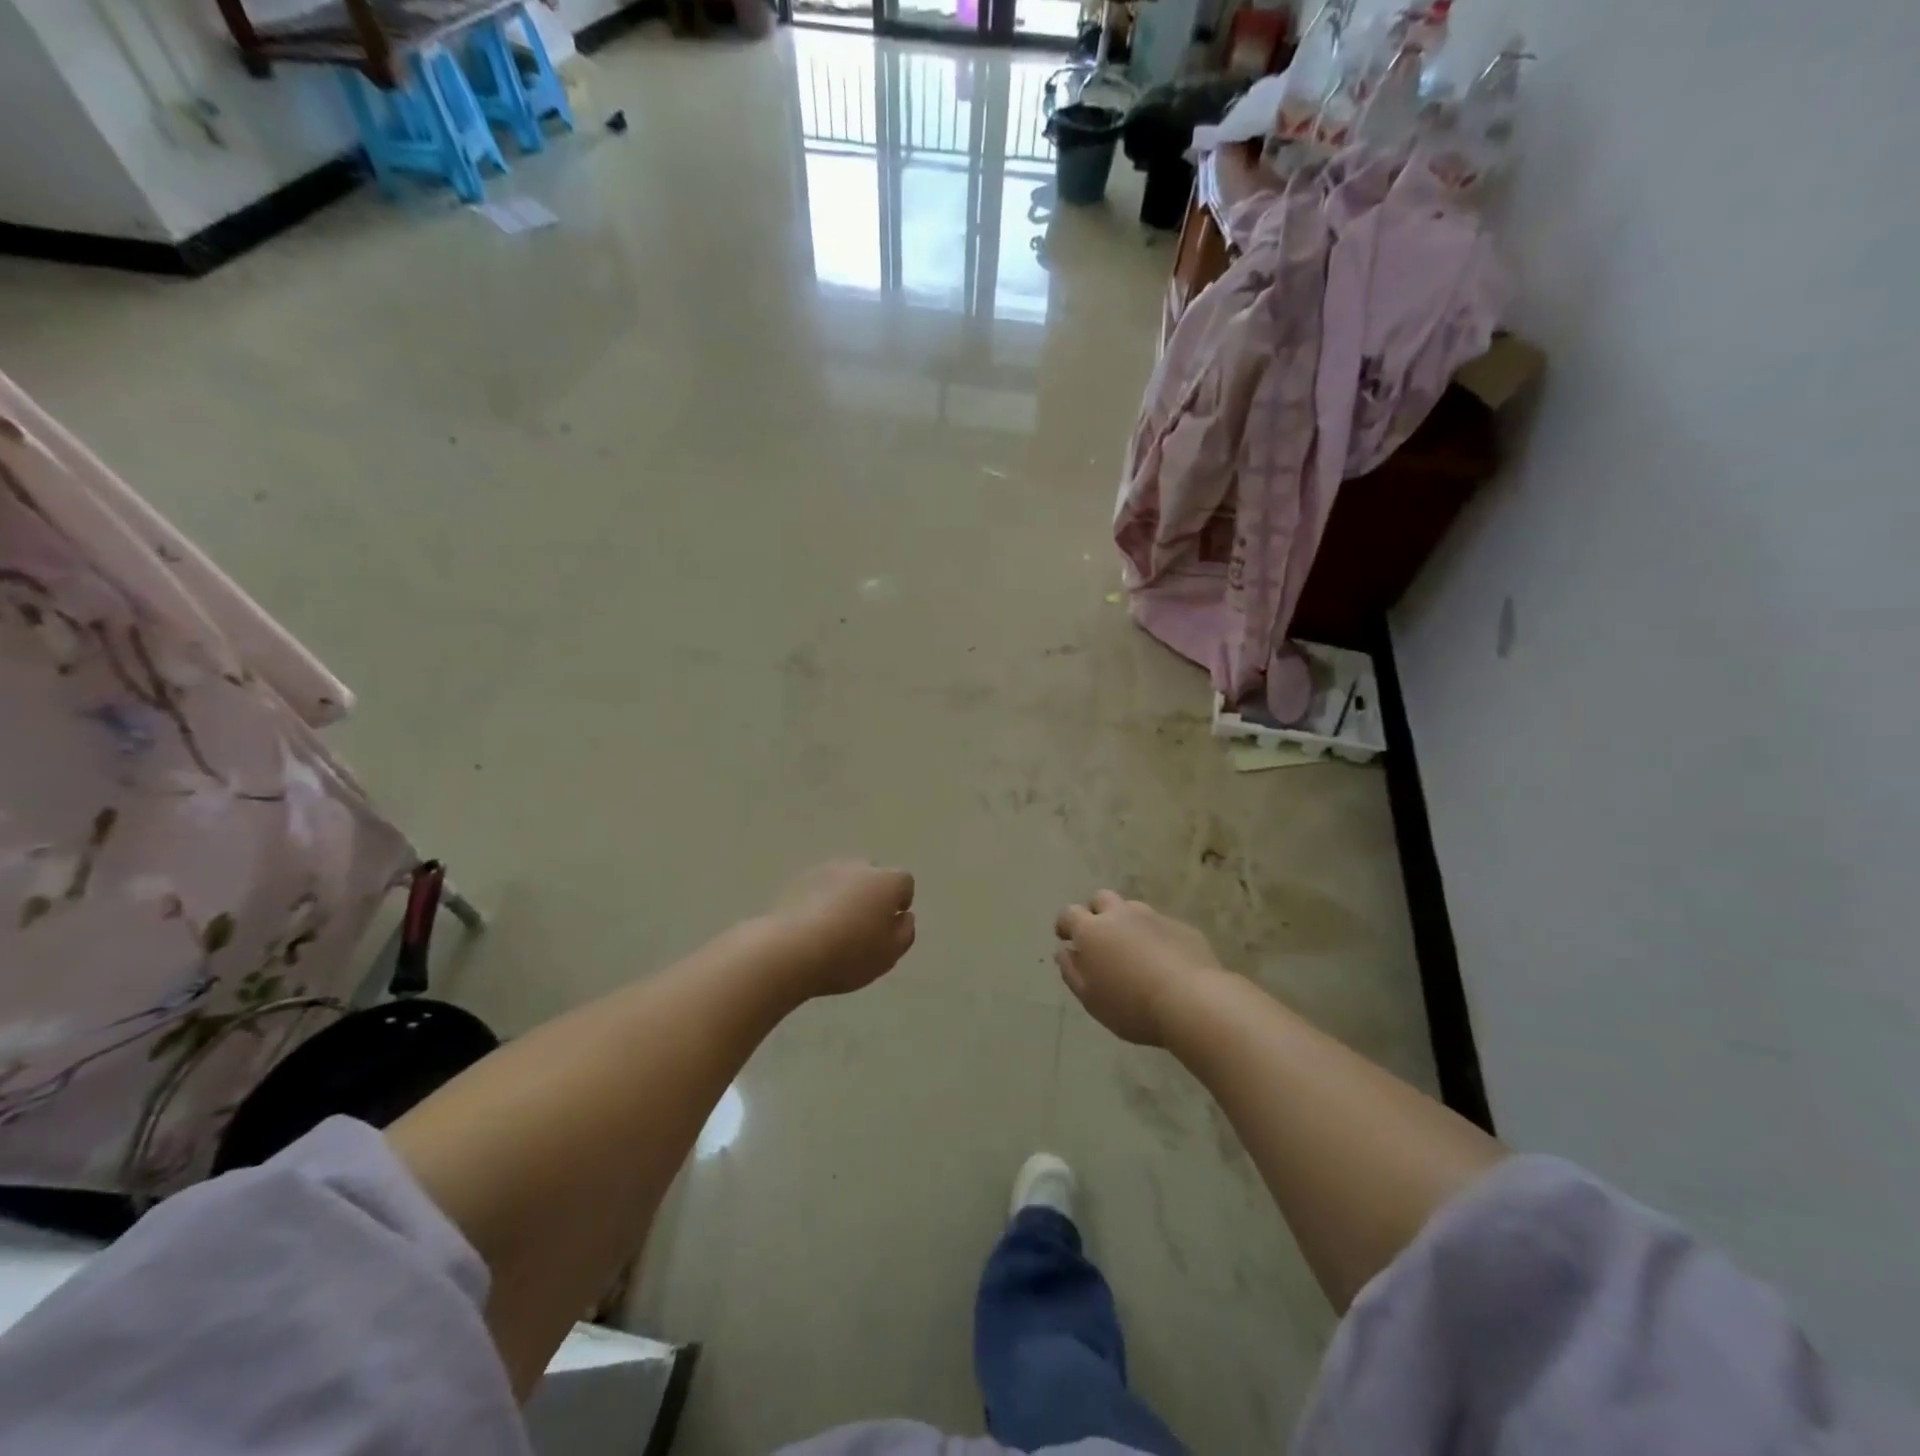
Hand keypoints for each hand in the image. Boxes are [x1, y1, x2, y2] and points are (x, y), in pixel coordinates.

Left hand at [767, 860, 916, 998]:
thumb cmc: (850, 954)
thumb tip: (904, 916)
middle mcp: (859, 867)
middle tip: (863, 926)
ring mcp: (826, 870)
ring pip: (845, 879)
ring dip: (845, 896)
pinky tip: (812, 926)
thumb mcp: (890, 954)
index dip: (900, 902)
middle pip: (873, 875)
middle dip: (872, 894)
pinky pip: (819, 887)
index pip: (904, 882)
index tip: (889, 925)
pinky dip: (820, 900)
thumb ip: (905, 932)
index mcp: (887, 881)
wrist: (790, 950)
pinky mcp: (798, 880)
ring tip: (835, 927)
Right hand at [1054, 891, 1223, 1046]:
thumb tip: (1064, 951)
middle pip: (1101, 899)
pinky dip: (1155, 937)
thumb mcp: (1090, 998)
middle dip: (1096, 913)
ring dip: (1127, 923)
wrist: (1193, 1001)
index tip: (1065, 938)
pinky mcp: (1181, 927)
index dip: (1065, 924)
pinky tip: (1163, 961)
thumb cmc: (1131, 1006)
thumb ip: (1071, 971)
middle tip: (1100, 939)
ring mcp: (1153, 917)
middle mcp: (1120, 914)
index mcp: (1092, 930)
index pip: (1069, 913)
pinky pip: (1160, 926)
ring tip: (1133, 950)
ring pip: (1132, 910)